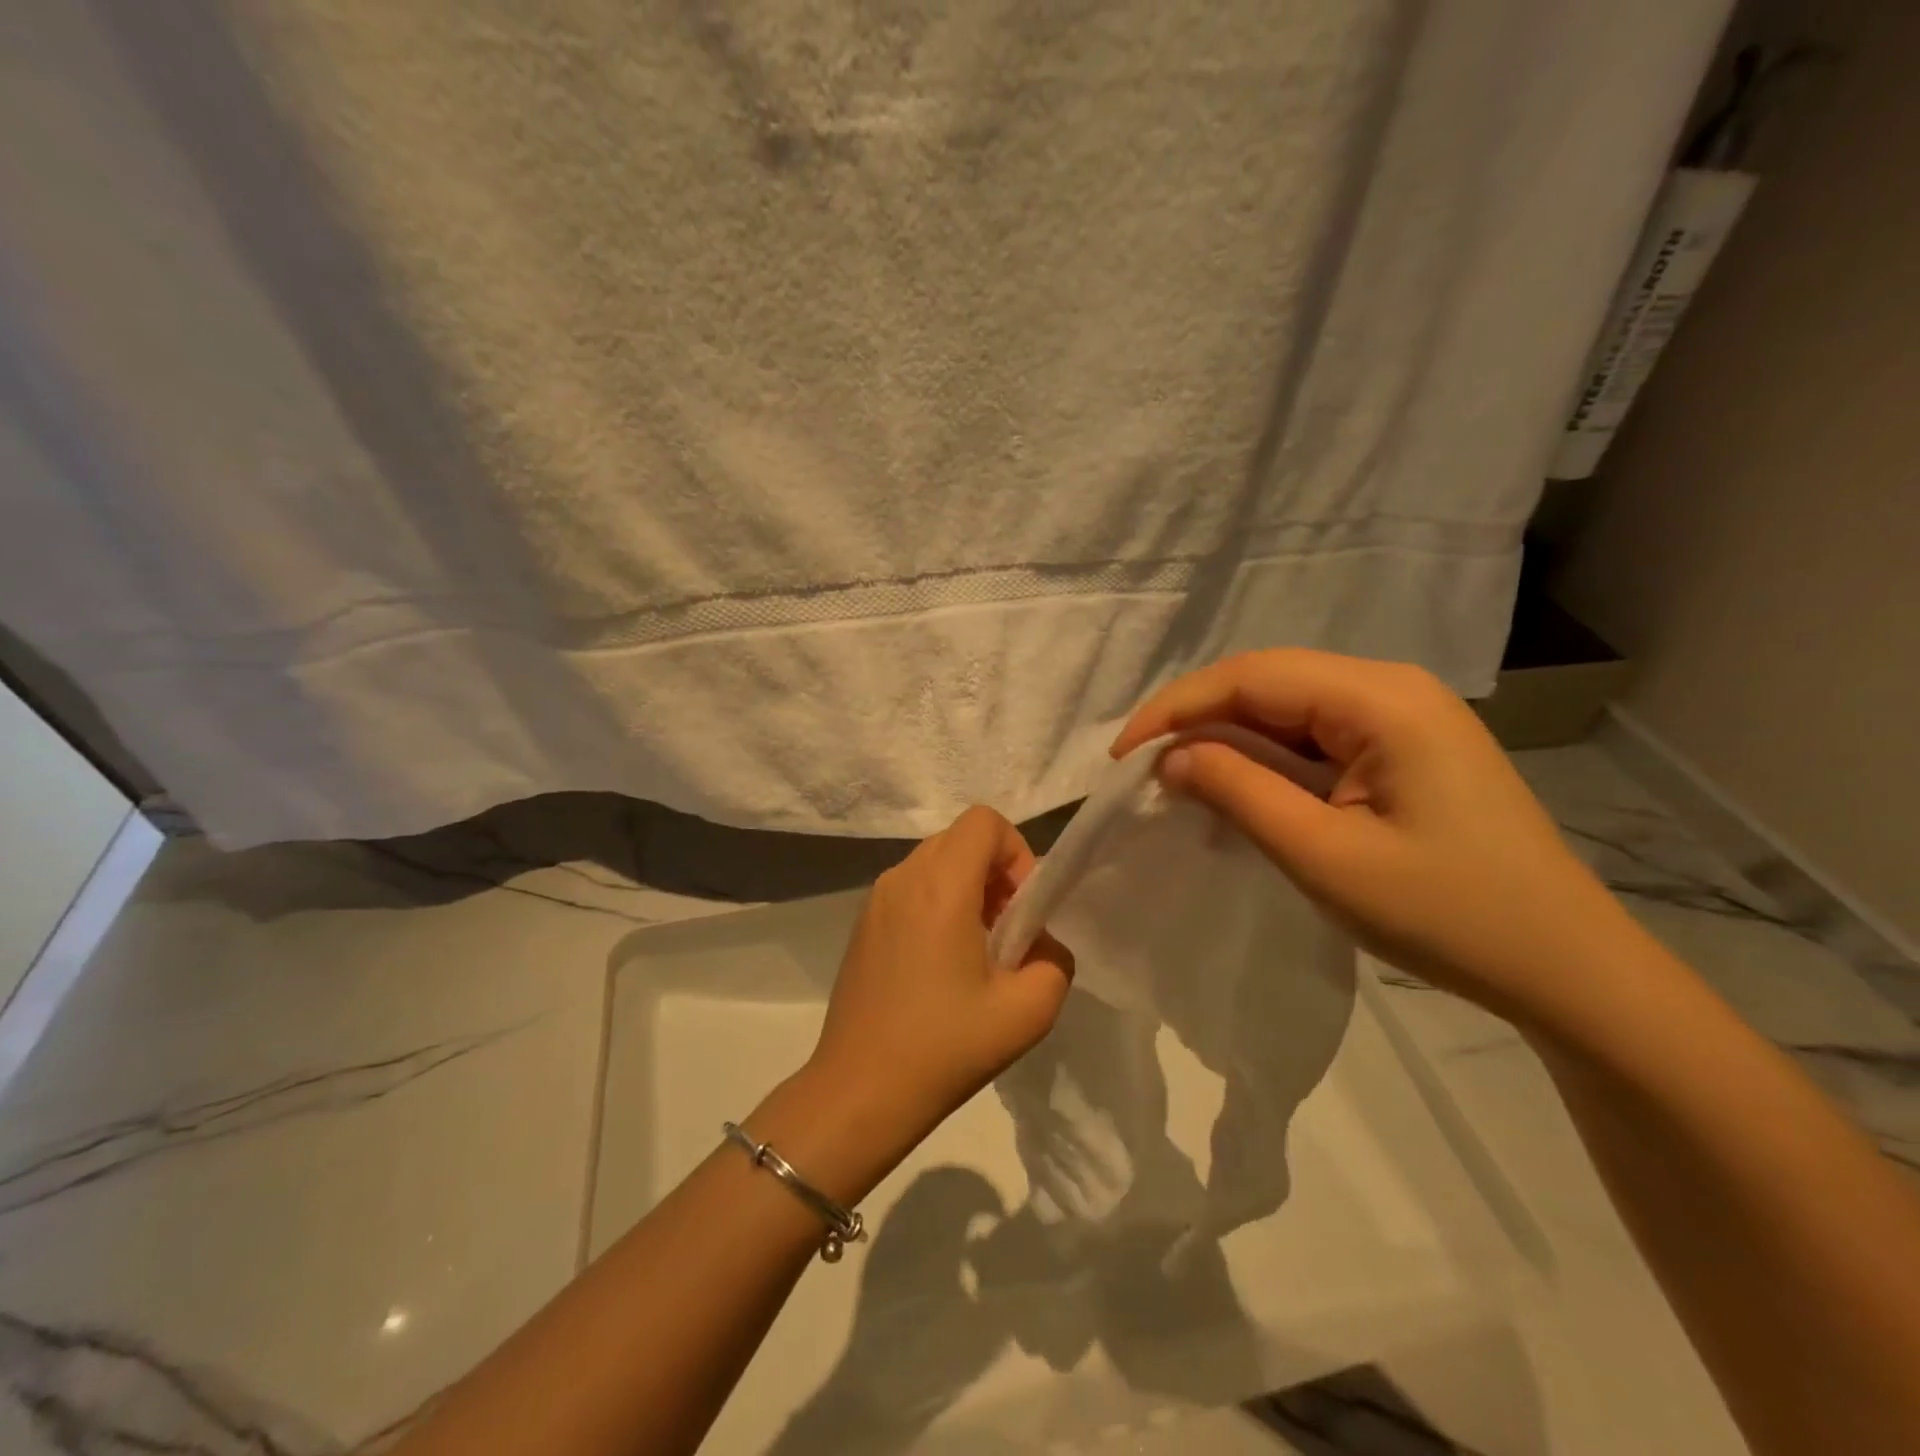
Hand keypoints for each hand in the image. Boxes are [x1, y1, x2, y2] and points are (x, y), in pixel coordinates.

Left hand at [806, 806, 1075, 1149]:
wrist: (859, 1091)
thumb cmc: (945, 1047)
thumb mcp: (1028, 1011)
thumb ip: (1055, 961)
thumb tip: (1040, 944)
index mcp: (940, 885)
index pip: (985, 821)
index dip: (1016, 853)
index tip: (1021, 908)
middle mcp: (903, 877)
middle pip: (960, 839)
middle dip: (995, 873)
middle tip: (1006, 933)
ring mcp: (876, 899)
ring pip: (935, 863)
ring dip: (967, 890)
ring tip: (976, 953)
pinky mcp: (863, 924)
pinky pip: (911, 889)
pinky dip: (937, 905)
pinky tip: (940, 967)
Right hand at [1113, 650, 1639, 1028]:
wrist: (1565, 968)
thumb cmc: (1447, 915)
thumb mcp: (1324, 856)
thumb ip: (1239, 792)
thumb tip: (1170, 757)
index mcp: (1381, 699)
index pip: (1251, 676)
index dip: (1177, 708)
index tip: (1124, 755)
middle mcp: (1392, 688)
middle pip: (1267, 682)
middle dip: (1197, 719)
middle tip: (1143, 768)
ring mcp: (1403, 716)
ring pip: (1287, 706)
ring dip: (1227, 737)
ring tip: (1177, 776)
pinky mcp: (1403, 747)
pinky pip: (1314, 733)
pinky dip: (1264, 756)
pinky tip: (1237, 785)